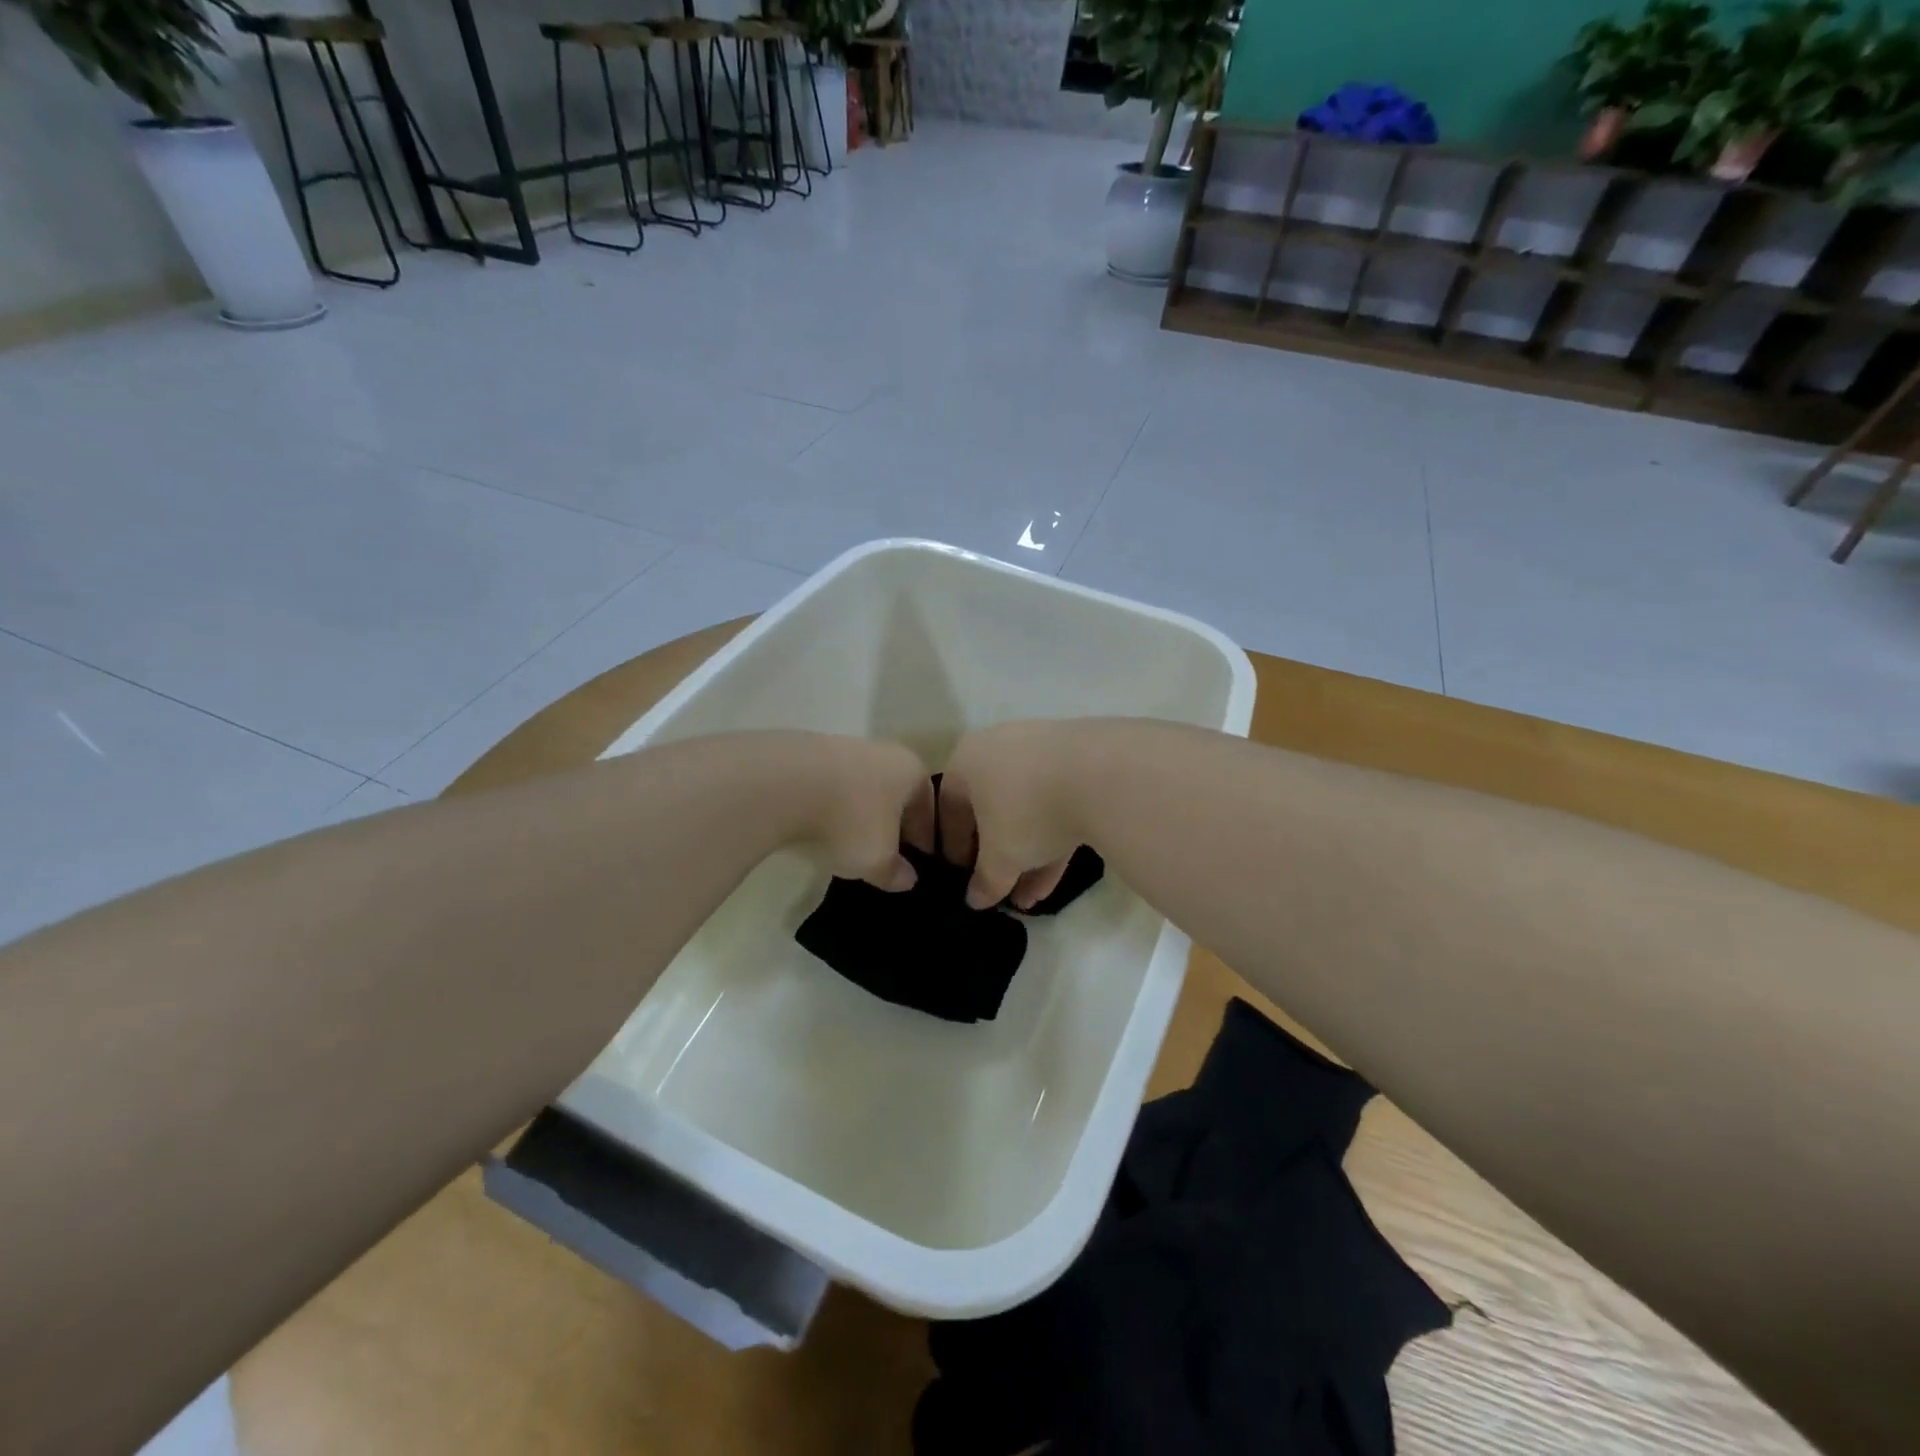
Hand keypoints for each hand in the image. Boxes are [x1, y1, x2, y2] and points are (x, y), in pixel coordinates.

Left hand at [797, 735, 935, 891]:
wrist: (784, 783)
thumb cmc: (849, 820)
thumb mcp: (876, 860)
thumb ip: (895, 872)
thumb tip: (907, 879)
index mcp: (911, 771)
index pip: (928, 806)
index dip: (925, 836)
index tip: (920, 858)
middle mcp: (884, 752)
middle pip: (896, 792)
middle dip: (894, 821)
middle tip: (887, 850)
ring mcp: (845, 747)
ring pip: (863, 786)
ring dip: (861, 811)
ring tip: (850, 840)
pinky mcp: (809, 751)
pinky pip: (832, 784)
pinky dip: (833, 804)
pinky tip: (820, 824)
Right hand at [938, 721, 1087, 909]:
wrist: (1102, 774)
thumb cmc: (1028, 811)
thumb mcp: (1001, 857)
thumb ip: (985, 880)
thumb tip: (975, 900)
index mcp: (967, 759)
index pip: (949, 808)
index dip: (954, 848)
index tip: (963, 877)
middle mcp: (1000, 747)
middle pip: (990, 807)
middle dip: (995, 855)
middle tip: (998, 886)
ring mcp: (1043, 750)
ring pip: (1027, 809)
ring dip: (1026, 855)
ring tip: (1028, 899)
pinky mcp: (1081, 761)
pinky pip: (1057, 803)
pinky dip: (1053, 839)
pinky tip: (1055, 880)